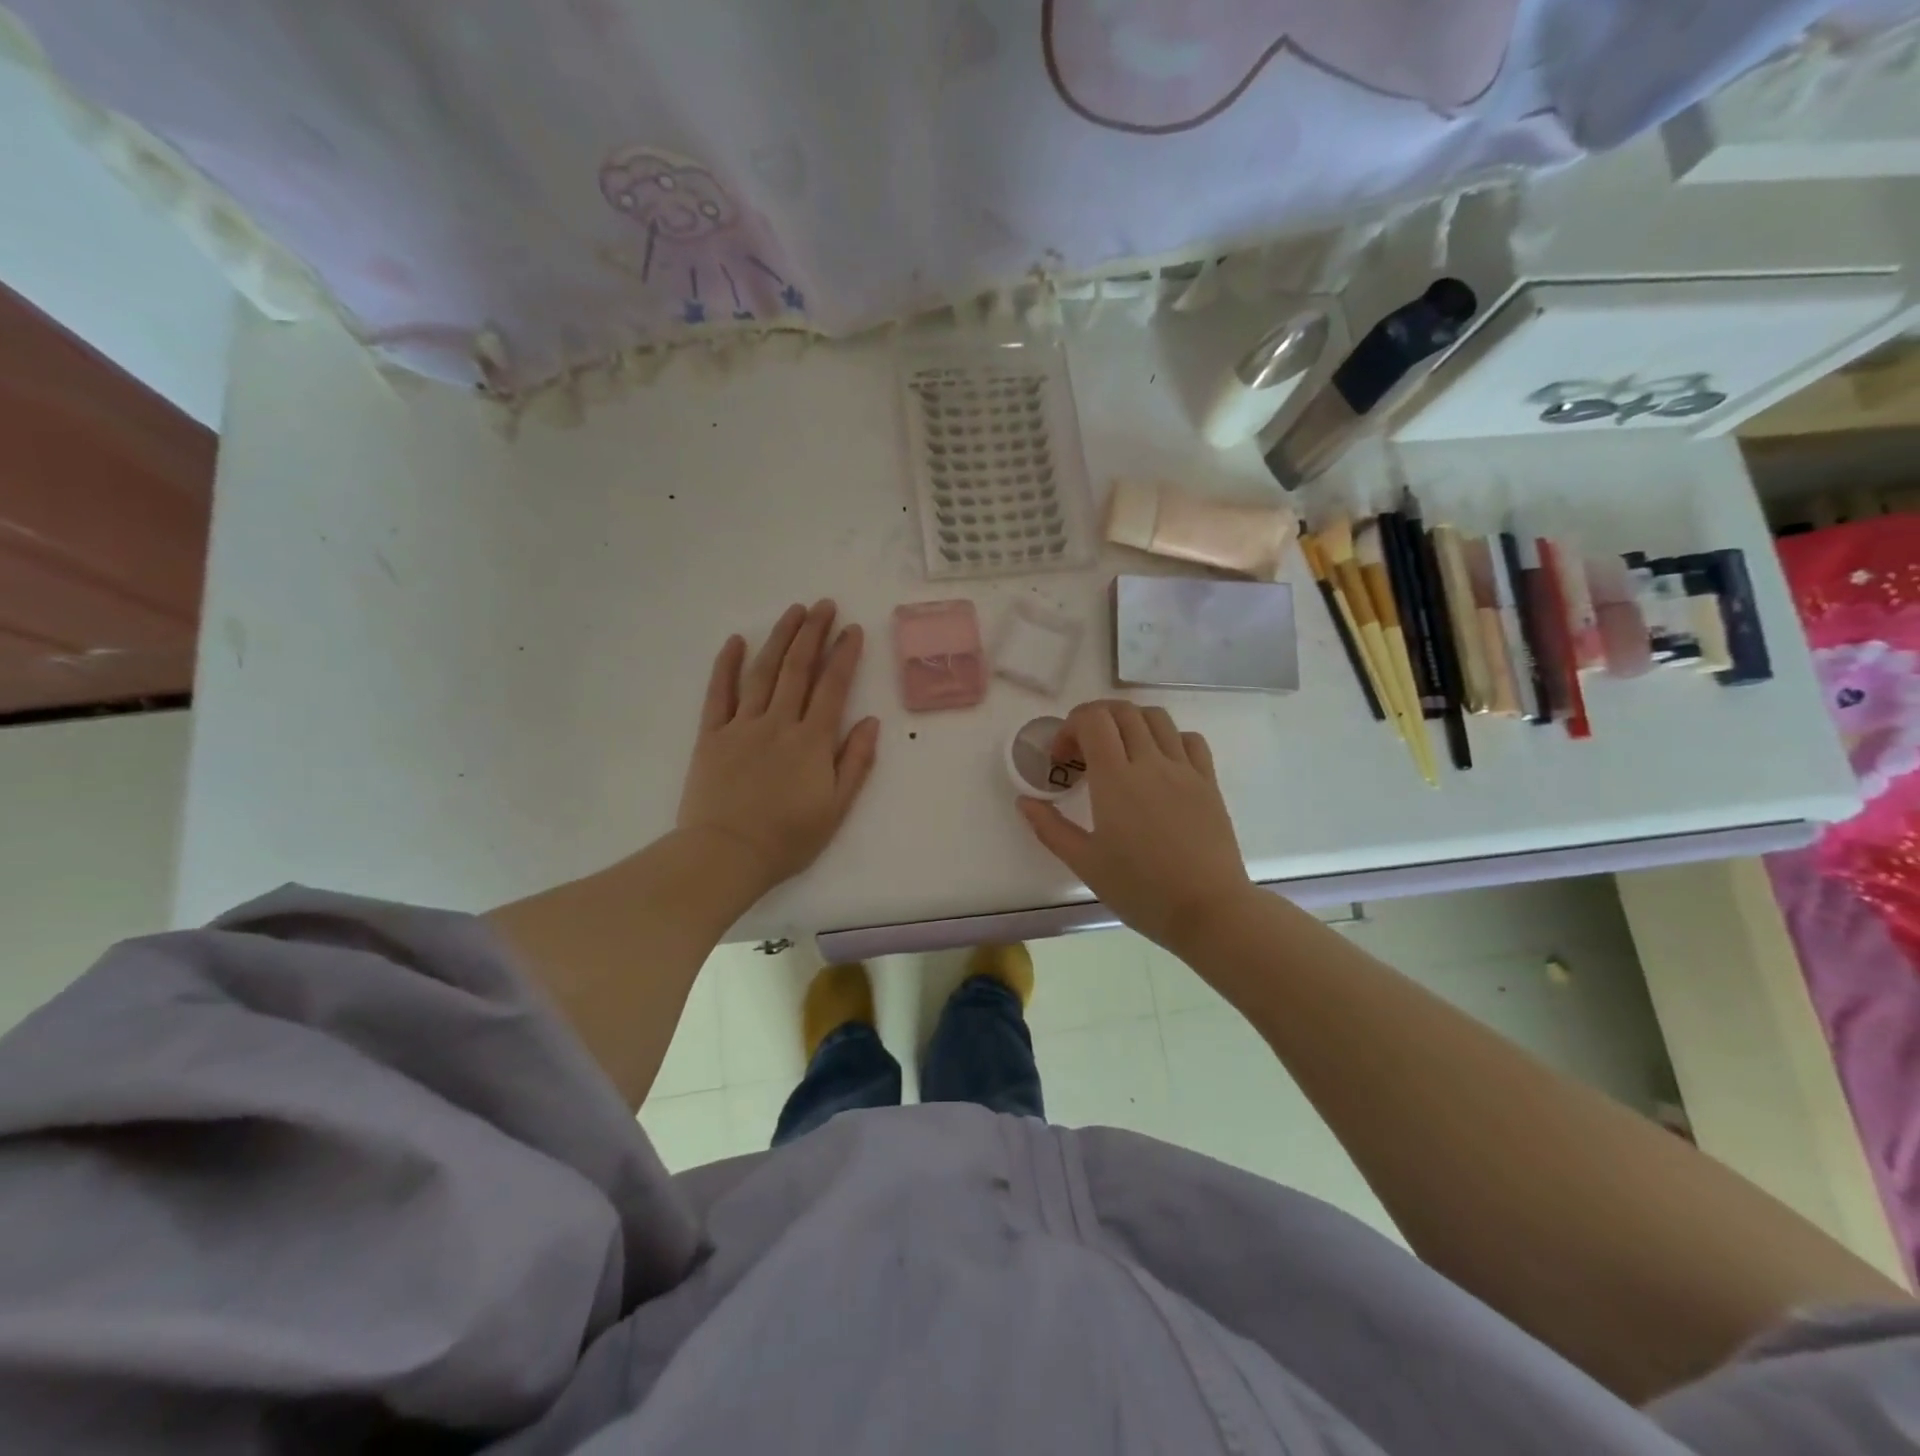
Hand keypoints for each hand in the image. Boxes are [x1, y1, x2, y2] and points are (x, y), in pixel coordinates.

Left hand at [676, 601, 879, 898]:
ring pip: (762, 672)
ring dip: (779, 638)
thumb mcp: (836, 809)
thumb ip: (855, 763)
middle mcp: (778, 723)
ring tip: (793, 611)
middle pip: (798, 668)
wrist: (726, 855)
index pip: (833, 687)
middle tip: (824, 604)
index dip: (844, 655)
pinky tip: (736, 641)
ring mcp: (742, 726)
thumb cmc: (787, 838)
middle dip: (813, 633)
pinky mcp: (711, 735)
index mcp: (812, 741)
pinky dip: (726, 665)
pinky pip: (718, 693)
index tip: (853, 629)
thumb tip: (871, 722)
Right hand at [1017, 700, 1255, 951]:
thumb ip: (1050, 828)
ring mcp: (1185, 769)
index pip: (1093, 720)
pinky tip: (1158, 762)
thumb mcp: (1085, 863)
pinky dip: (1168, 737)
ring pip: (1156, 718)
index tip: (1061, 758)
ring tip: (1119, 751)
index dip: (1070, 727)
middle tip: (1083, 752)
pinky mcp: (1209, 782)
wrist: (1208, 910)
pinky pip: (1190, 739)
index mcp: (1116, 779)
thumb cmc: (1140, 889)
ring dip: (1130, 722)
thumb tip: (1025, 802)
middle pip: (1122, 711)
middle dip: (1094, 719)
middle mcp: (1151, 762)